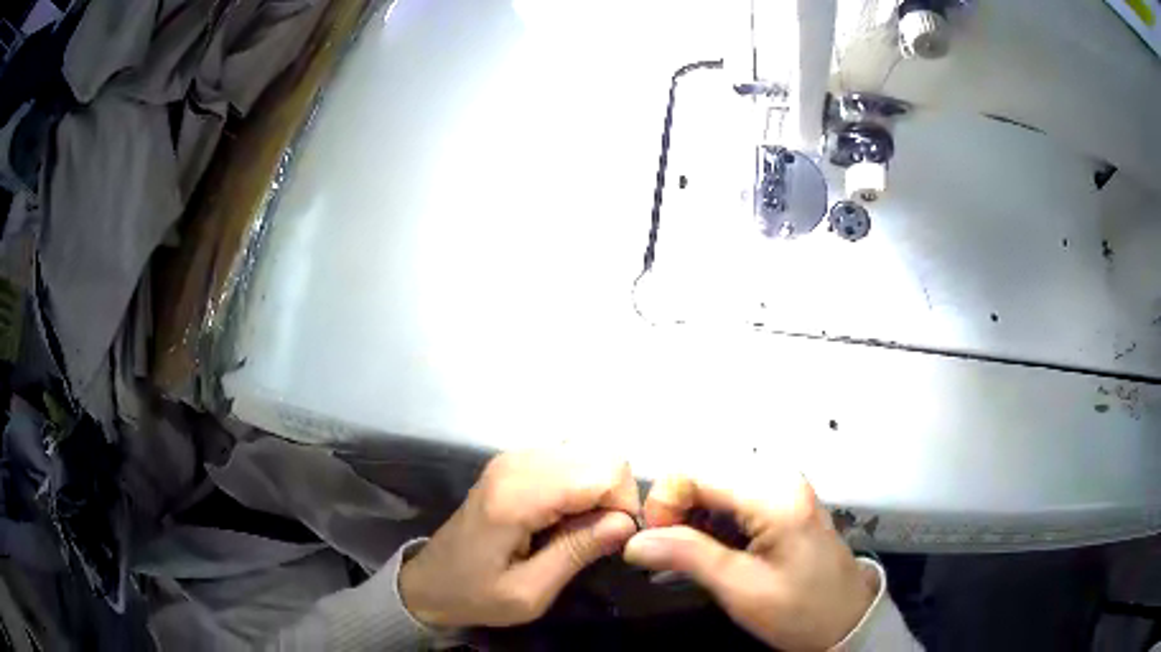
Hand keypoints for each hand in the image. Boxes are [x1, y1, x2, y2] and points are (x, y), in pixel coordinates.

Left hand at [399, 450, 639, 627]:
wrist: (430, 582)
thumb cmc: (475, 594)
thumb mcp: (528, 593)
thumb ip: (576, 553)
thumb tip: (626, 523)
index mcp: (517, 496)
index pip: (601, 472)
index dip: (622, 504)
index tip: (614, 541)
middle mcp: (516, 463)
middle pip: (601, 454)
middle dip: (615, 494)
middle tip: (601, 535)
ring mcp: (513, 457)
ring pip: (589, 451)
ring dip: (600, 487)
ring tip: (584, 527)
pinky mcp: (513, 461)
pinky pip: (569, 456)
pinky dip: (583, 482)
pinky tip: (568, 513)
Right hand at [623, 470, 876, 650]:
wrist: (846, 619)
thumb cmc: (799, 610)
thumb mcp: (742, 589)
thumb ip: (689, 557)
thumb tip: (633, 542)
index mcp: (773, 494)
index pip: (694, 472)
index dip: (663, 504)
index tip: (655, 545)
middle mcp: (779, 476)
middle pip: (703, 472)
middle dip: (676, 510)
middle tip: (670, 553)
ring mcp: (783, 485)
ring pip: (714, 483)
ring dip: (692, 516)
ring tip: (691, 555)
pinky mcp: (782, 499)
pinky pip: (732, 495)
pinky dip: (711, 519)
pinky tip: (713, 548)